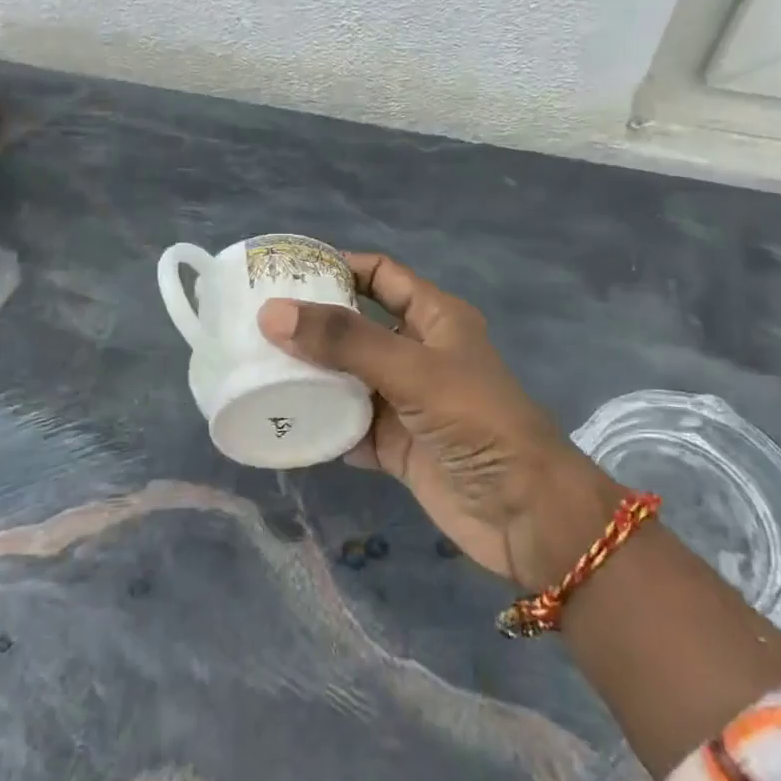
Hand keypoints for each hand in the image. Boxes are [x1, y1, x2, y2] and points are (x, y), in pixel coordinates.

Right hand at [257, 253, 619, 588]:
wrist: (525, 514)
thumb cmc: (477, 420)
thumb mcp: (413, 370)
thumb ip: (345, 342)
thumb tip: (273, 313)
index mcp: (434, 317)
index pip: (380, 275)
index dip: (339, 266)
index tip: (287, 271)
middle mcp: (417, 352)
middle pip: (356, 325)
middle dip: (312, 324)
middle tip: (256, 322)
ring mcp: (405, 400)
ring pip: (347, 377)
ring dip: (310, 375)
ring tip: (256, 367)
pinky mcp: (396, 444)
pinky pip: (348, 426)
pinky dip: (320, 425)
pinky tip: (282, 421)